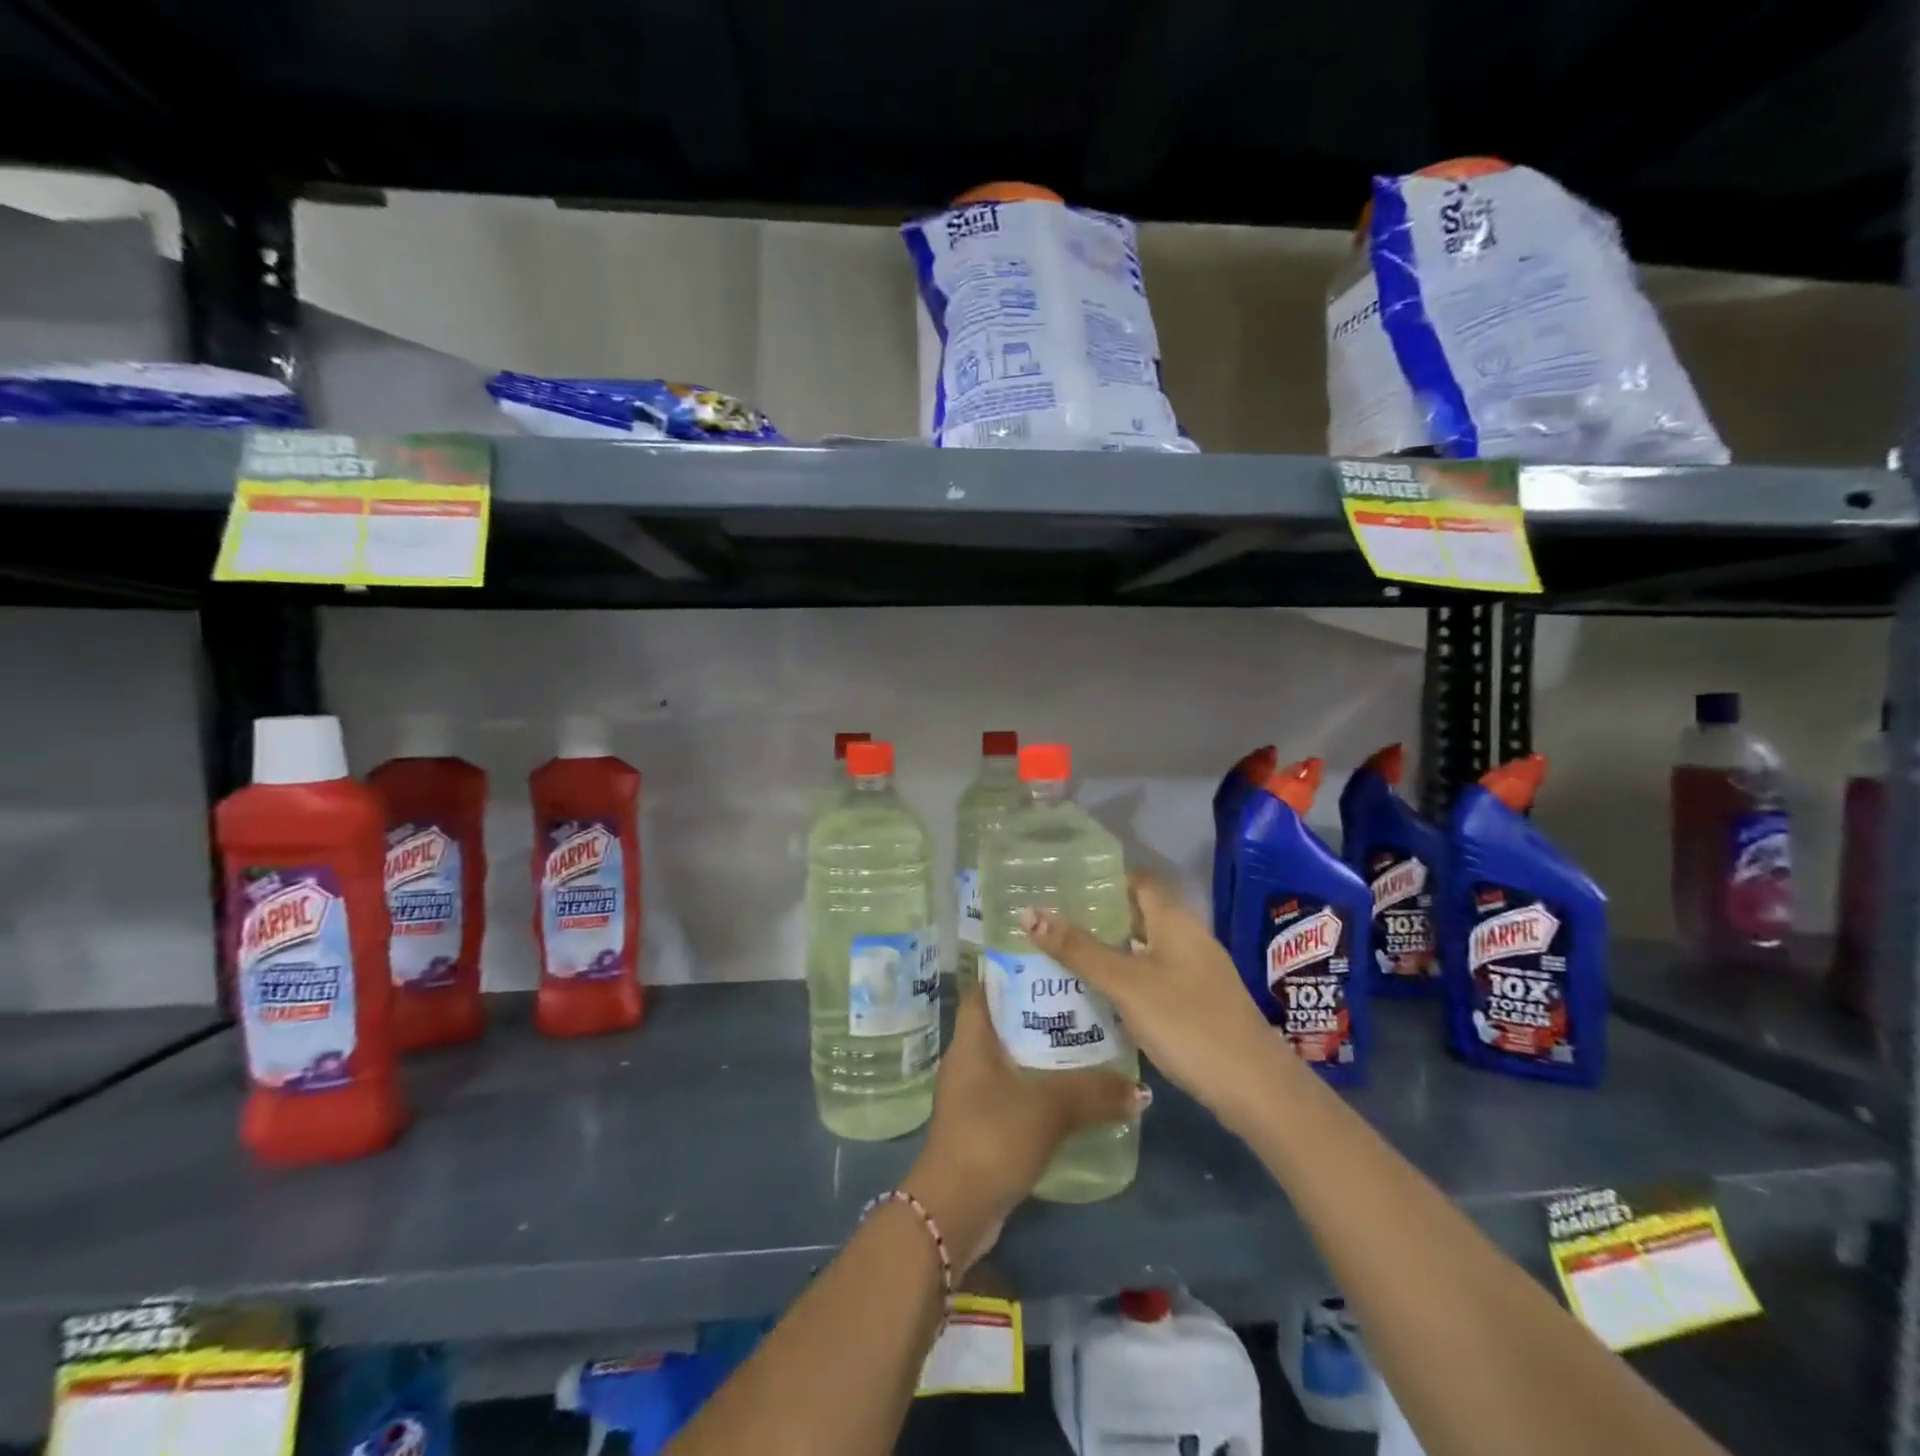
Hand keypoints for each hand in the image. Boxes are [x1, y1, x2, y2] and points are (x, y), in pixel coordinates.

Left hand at [904, 987, 1145, 1273]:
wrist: (954, 1210)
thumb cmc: (992, 1137)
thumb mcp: (1049, 1109)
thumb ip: (1094, 1094)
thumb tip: (1140, 1090)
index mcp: (971, 1039)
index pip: (985, 987)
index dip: (1011, 971)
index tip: (1048, 962)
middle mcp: (966, 1059)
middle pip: (1002, 1021)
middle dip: (1037, 1012)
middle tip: (1080, 1002)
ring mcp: (970, 1094)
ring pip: (1009, 1059)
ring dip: (1039, 1053)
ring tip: (1083, 1044)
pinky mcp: (980, 1125)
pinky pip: (1011, 1092)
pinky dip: (1036, 1087)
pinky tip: (1068, 1094)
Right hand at [1018, 872, 1294, 1133]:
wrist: (1254, 1088)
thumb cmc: (1187, 1022)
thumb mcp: (1125, 984)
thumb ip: (1078, 949)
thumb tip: (1029, 913)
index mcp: (1175, 920)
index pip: (1138, 881)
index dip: (1104, 879)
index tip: (1064, 886)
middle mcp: (1189, 938)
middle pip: (1139, 915)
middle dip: (1099, 919)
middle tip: (1053, 925)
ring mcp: (1198, 972)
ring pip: (1146, 950)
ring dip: (1111, 952)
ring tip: (1065, 958)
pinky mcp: (1200, 1003)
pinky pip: (1155, 978)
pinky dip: (1128, 980)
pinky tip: (1101, 998)